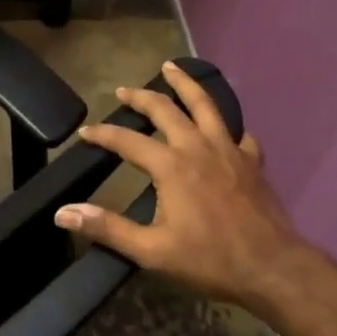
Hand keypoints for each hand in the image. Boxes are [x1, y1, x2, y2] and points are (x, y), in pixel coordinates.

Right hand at [54, 60, 306, 316]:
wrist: (272, 268)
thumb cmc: (209, 259)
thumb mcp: (152, 251)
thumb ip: (108, 228)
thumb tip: (64, 212)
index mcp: (170, 165)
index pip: (127, 140)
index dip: (103, 134)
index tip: (85, 132)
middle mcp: (197, 146)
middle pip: (165, 108)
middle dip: (140, 96)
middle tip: (124, 89)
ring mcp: (228, 149)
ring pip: (204, 104)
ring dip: (185, 84)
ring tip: (172, 67)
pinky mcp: (251, 161)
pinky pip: (239, 133)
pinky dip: (228, 126)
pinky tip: (225, 128)